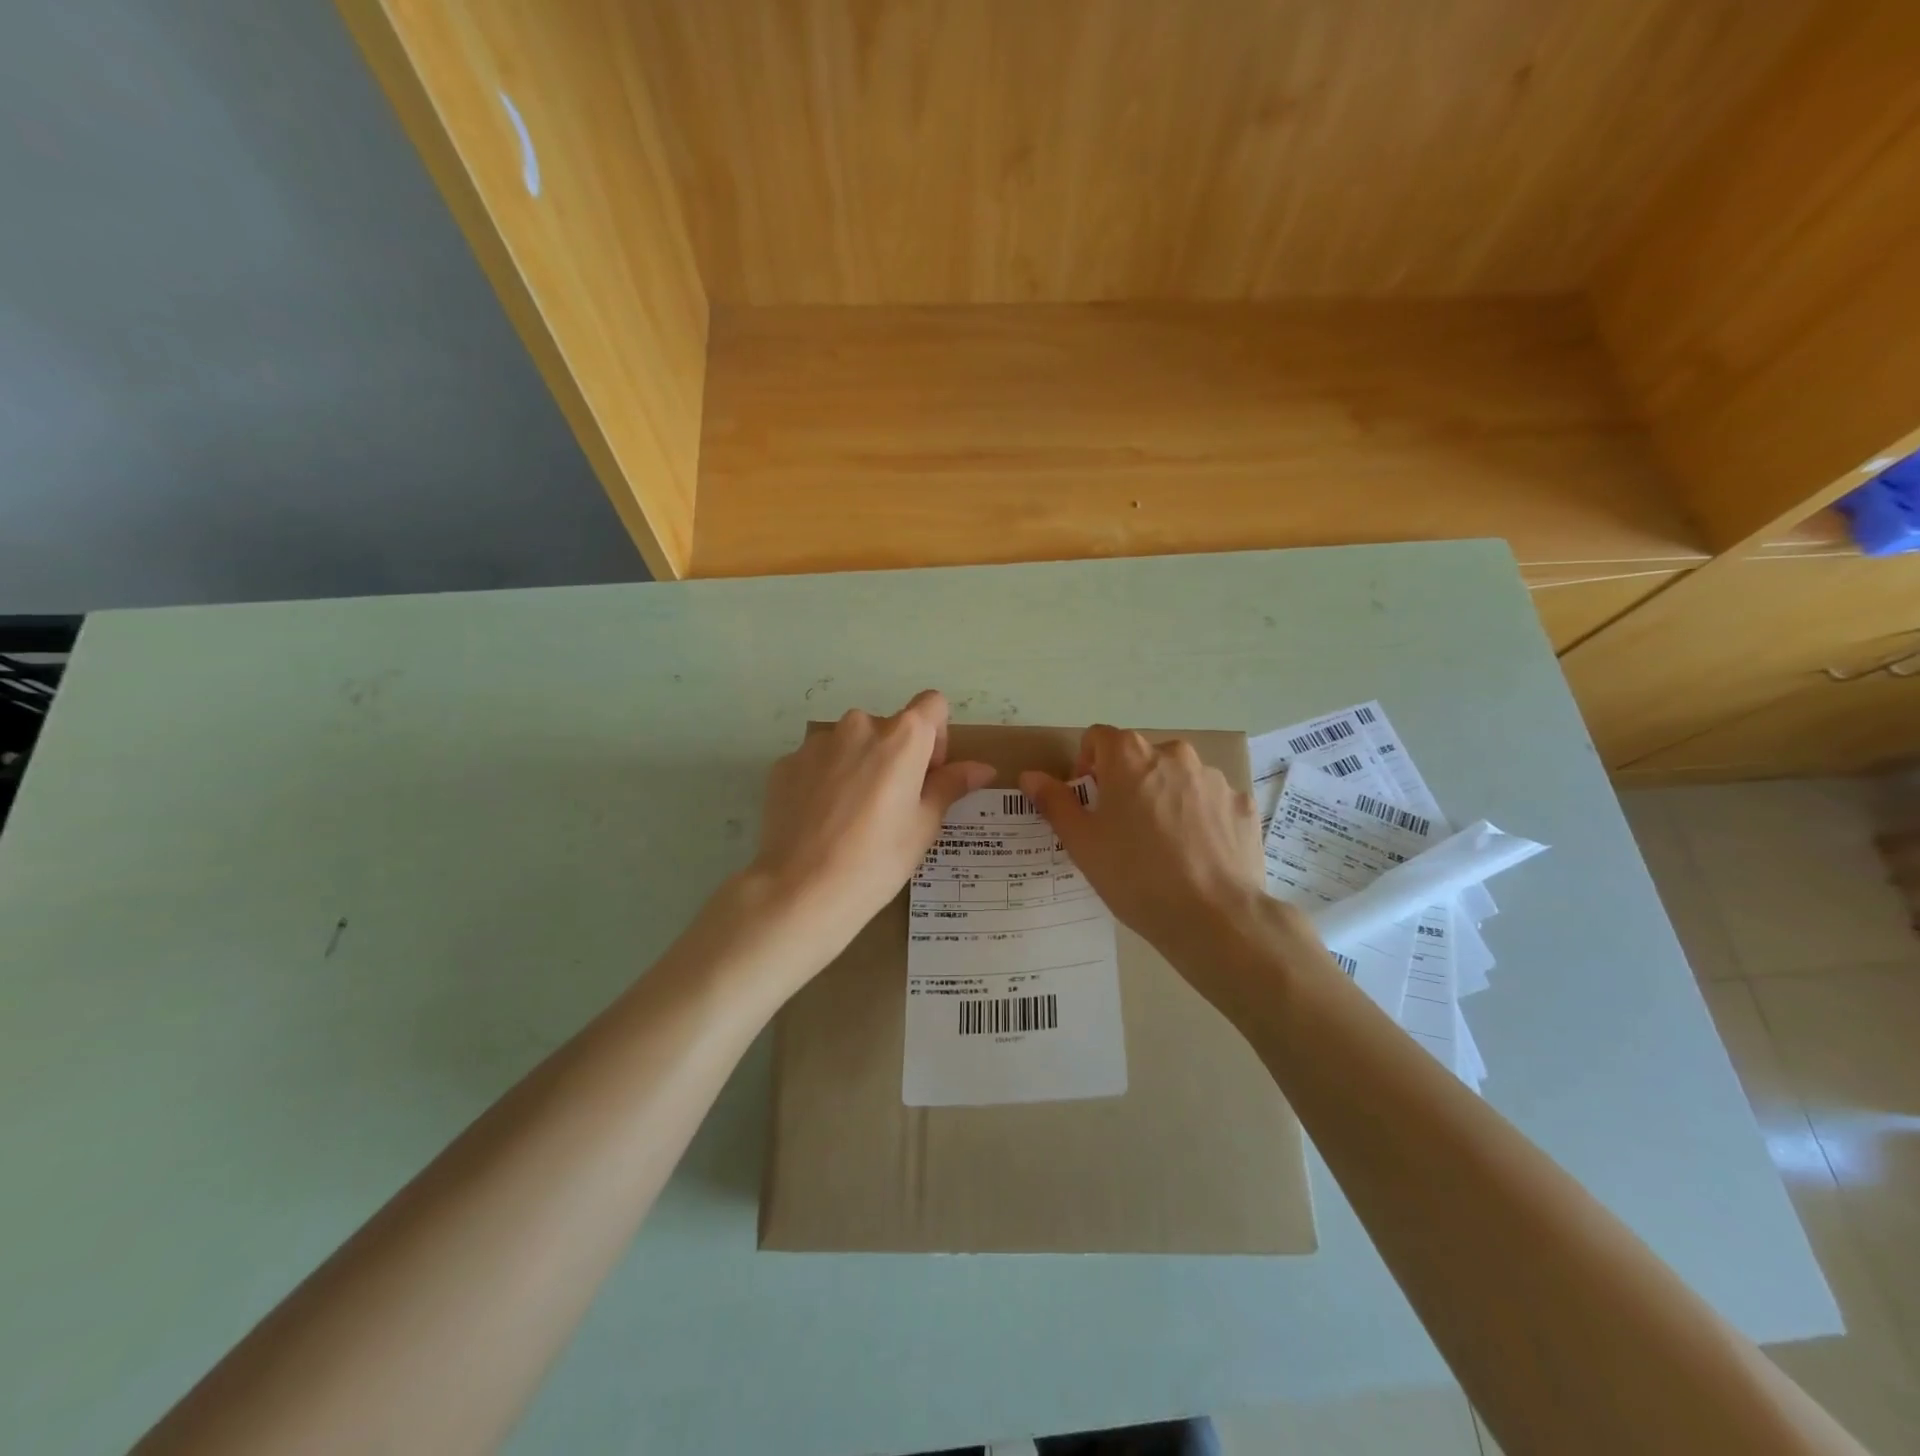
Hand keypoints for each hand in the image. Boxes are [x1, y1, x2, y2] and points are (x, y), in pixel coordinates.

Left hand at [750, 690, 994, 969]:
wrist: (801, 890)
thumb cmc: (878, 859)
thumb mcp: (924, 825)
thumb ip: (951, 785)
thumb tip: (982, 767)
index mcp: (902, 736)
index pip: (933, 705)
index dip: (938, 736)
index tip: (928, 775)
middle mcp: (859, 725)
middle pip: (889, 727)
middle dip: (896, 756)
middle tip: (892, 805)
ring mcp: (817, 742)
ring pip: (850, 744)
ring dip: (859, 765)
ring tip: (852, 816)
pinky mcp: (786, 763)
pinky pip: (817, 762)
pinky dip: (825, 780)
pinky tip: (822, 821)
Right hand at [1020, 727, 1289, 1008]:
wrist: (1214, 916)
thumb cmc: (1135, 875)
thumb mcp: (1082, 843)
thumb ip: (1055, 802)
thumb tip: (1031, 776)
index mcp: (1130, 756)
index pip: (1099, 737)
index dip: (1086, 765)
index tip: (1088, 802)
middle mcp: (1175, 755)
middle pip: (1140, 757)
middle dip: (1126, 783)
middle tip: (1121, 829)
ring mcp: (1214, 779)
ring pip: (1177, 779)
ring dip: (1163, 798)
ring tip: (1162, 847)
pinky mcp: (1242, 805)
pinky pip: (1210, 802)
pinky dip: (1198, 818)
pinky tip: (1195, 855)